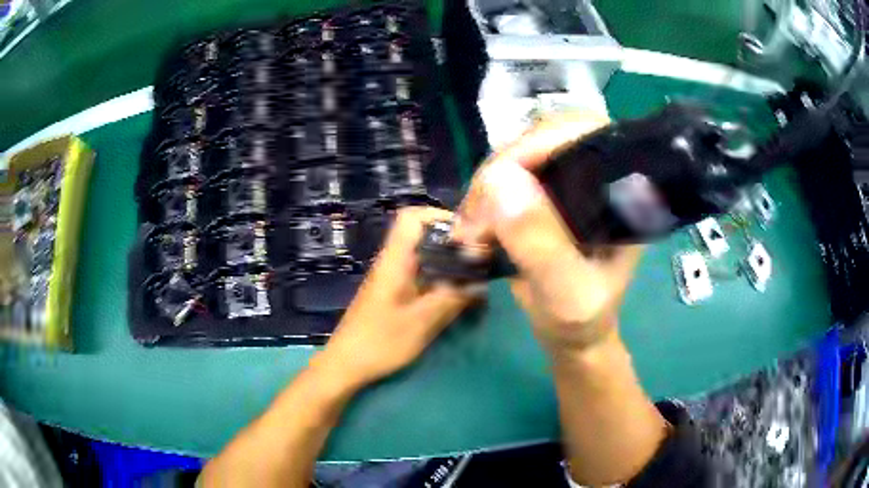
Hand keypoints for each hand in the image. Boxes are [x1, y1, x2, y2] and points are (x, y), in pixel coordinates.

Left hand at [314, 206, 473, 390]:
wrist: (346, 364)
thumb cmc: (380, 342)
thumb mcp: (421, 322)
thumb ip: (451, 298)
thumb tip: (480, 283)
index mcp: (394, 261)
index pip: (411, 218)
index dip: (438, 216)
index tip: (466, 233)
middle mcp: (392, 264)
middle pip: (421, 236)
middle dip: (451, 242)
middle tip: (478, 258)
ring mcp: (391, 280)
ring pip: (422, 258)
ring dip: (447, 263)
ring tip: (473, 276)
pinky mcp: (393, 295)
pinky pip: (420, 277)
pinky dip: (439, 280)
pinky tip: (455, 296)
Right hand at [453, 112, 642, 352]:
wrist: (571, 335)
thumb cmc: (581, 320)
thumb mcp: (565, 293)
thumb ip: (541, 244)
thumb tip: (500, 180)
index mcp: (621, 194)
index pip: (587, 136)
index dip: (542, 142)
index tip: (500, 177)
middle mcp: (597, 179)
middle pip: (546, 138)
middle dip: (504, 169)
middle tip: (476, 216)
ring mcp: (569, 183)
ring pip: (520, 154)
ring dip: (487, 187)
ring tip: (471, 231)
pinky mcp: (545, 194)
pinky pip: (508, 176)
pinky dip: (484, 198)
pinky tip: (474, 227)